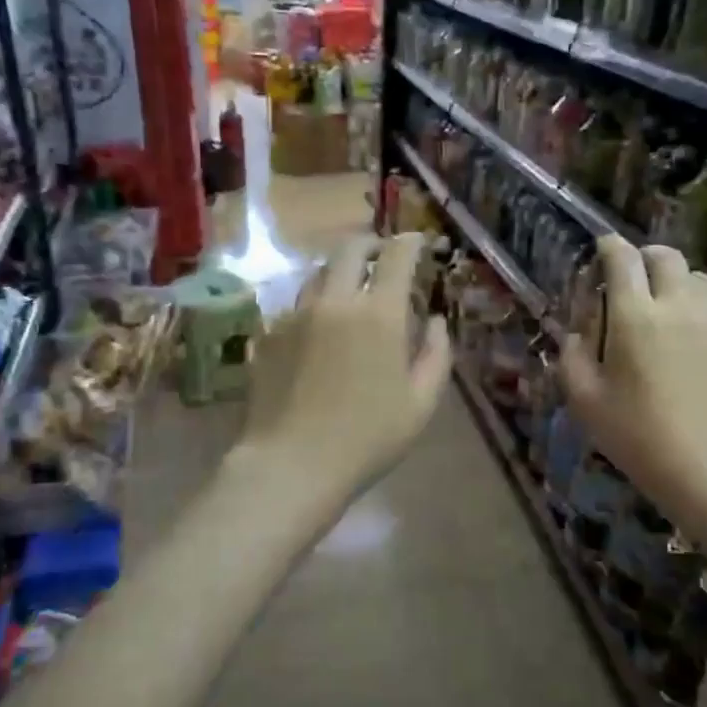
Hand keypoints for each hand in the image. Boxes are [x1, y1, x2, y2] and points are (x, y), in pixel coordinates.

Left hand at [237, 233, 451, 501]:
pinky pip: (296, 305)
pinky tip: (319, 329)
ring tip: (349, 290)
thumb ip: (436, 355)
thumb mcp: (421, 404)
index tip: (417, 241)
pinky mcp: (270, 334)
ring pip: (318, 274)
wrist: (291, 464)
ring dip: (339, 272)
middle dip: (370, 245)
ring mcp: (296, 315)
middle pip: (350, 250)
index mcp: (379, 315)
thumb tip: (435, 321)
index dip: (410, 242)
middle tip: (381, 257)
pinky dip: (315, 305)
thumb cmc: (367, 438)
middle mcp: (335, 302)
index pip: (397, 257)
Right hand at [559, 237, 706, 524]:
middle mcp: (677, 307)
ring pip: (696, 279)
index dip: (609, 247)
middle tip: (631, 278)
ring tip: (661, 308)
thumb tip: (577, 336)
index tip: (601, 249)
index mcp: (634, 316)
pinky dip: (695, 311)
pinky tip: (685, 344)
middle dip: (645, 257)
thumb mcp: (586, 402)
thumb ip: (572, 359)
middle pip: (666, 256)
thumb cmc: (639, 437)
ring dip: (674, 281)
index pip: (622, 259)